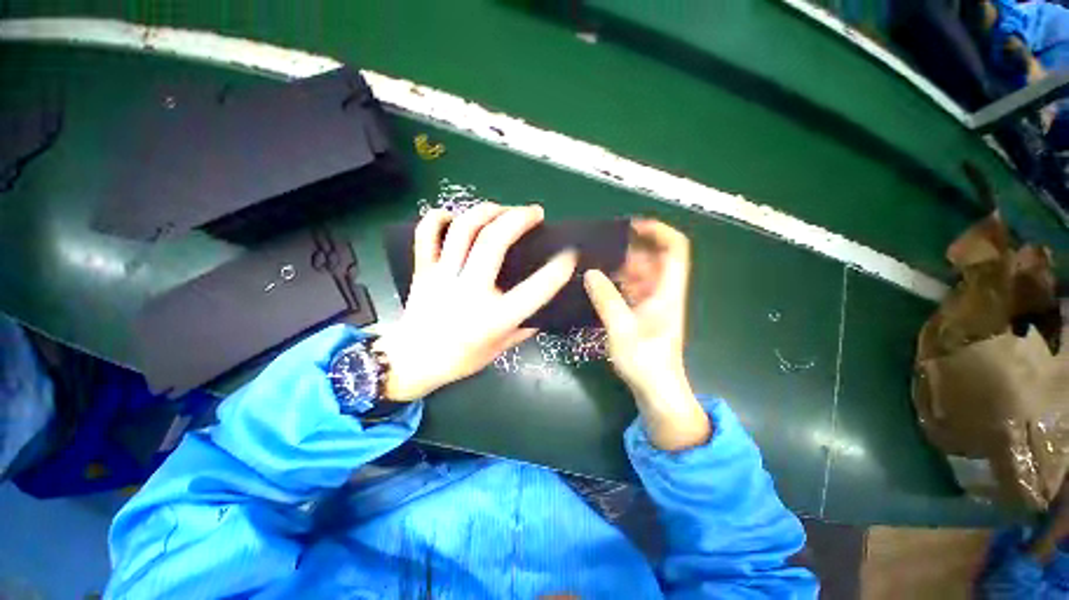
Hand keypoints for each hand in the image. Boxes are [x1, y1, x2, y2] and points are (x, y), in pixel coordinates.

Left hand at [374, 204, 576, 400]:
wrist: (412, 362)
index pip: (534, 290)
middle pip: (492, 241)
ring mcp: (442, 277)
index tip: (570, 253)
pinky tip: (456, 216)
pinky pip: (426, 233)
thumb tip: (544, 309)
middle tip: (536, 213)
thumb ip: (525, 327)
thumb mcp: (500, 348)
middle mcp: (468, 291)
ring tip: (504, 210)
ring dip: (488, 211)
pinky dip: (440, 217)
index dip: (557, 269)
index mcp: (493, 318)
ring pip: (463, 229)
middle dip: (519, 218)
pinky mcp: (423, 270)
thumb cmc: (460, 359)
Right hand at [583, 220, 709, 450]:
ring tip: (596, 261)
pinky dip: (619, 281)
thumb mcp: (622, 329)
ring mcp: (654, 302)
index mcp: (668, 291)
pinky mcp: (644, 312)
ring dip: (622, 265)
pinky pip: (633, 287)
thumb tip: (590, 273)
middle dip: (631, 247)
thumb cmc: (646, 362)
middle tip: (602, 245)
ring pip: (642, 272)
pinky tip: (600, 282)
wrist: (657, 390)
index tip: (632, 225)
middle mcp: (664, 291)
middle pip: (654, 257)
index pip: (675, 249)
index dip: (658, 231)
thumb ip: (606, 299)